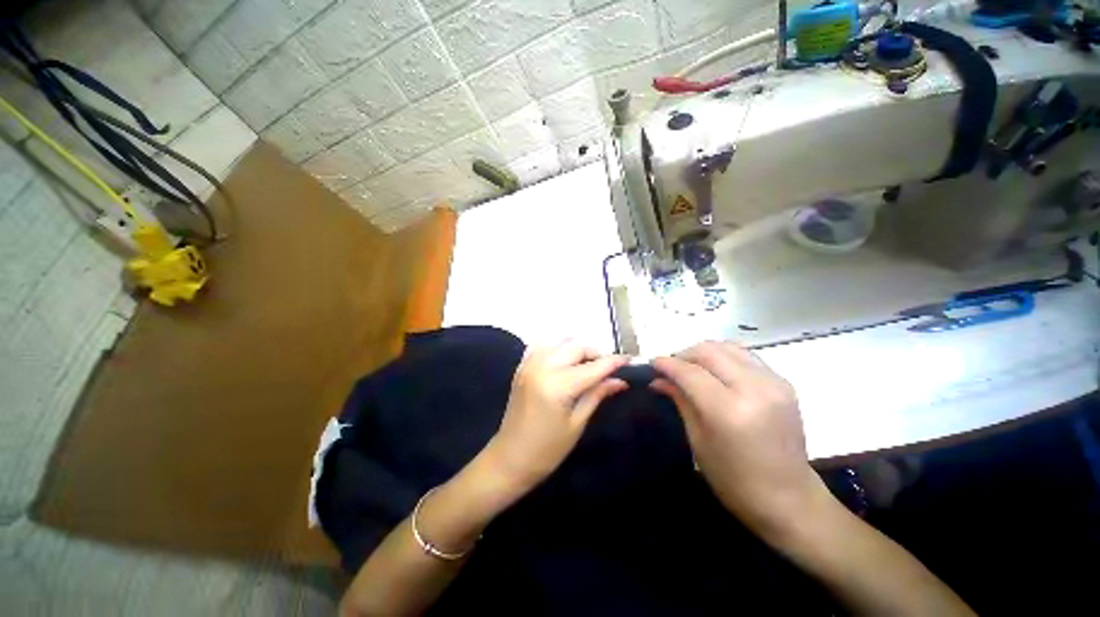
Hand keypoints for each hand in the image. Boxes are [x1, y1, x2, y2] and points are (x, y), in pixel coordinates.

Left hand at [484, 344, 627, 492]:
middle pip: (577, 348)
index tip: (629, 359)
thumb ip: (597, 395)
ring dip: (577, 350)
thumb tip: (620, 380)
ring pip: (560, 342)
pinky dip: (557, 348)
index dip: (614, 362)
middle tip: (606, 371)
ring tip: (586, 367)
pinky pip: (542, 346)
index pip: (593, 367)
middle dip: (595, 355)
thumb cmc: (547, 450)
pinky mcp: (521, 367)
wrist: (510, 458)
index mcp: (558, 386)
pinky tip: (563, 361)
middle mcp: (542, 367)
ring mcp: (529, 364)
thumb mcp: (577, 423)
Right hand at [652, 341, 825, 534]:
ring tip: (691, 368)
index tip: (652, 362)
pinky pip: (745, 356)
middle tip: (671, 368)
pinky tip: (715, 372)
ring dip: (703, 352)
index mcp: (729, 410)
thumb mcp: (698, 440)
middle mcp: (754, 388)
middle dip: (684, 354)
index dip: (667, 364)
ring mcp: (773, 383)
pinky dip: (724, 357)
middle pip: (709, 351)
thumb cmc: (734, 480)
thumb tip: (658, 379)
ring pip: (728, 346)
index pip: (690, 372)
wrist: (790, 499)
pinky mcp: (783, 382)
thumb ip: (680, 400)